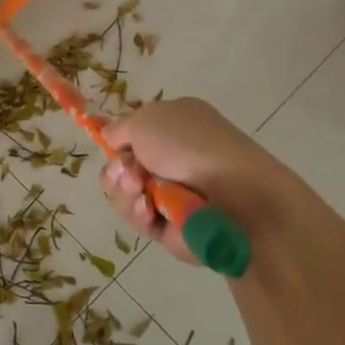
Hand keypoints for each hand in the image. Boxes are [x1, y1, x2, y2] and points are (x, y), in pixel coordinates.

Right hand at [98, 97, 344, 284]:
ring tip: (141, 192)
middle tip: (131, 172)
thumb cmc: (190, 145)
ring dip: (125, 192)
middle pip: (121, 165)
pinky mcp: (169, 225)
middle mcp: (172, 158)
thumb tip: (110, 139)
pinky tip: (149, 211)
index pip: (134, 133)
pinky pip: (138, 219)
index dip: (120, 140)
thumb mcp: (146, 119)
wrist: (235, 196)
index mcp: (174, 125)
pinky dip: (138, 214)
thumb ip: (118, 128)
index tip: (114, 145)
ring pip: (123, 194)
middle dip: (118, 169)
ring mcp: (170, 193)